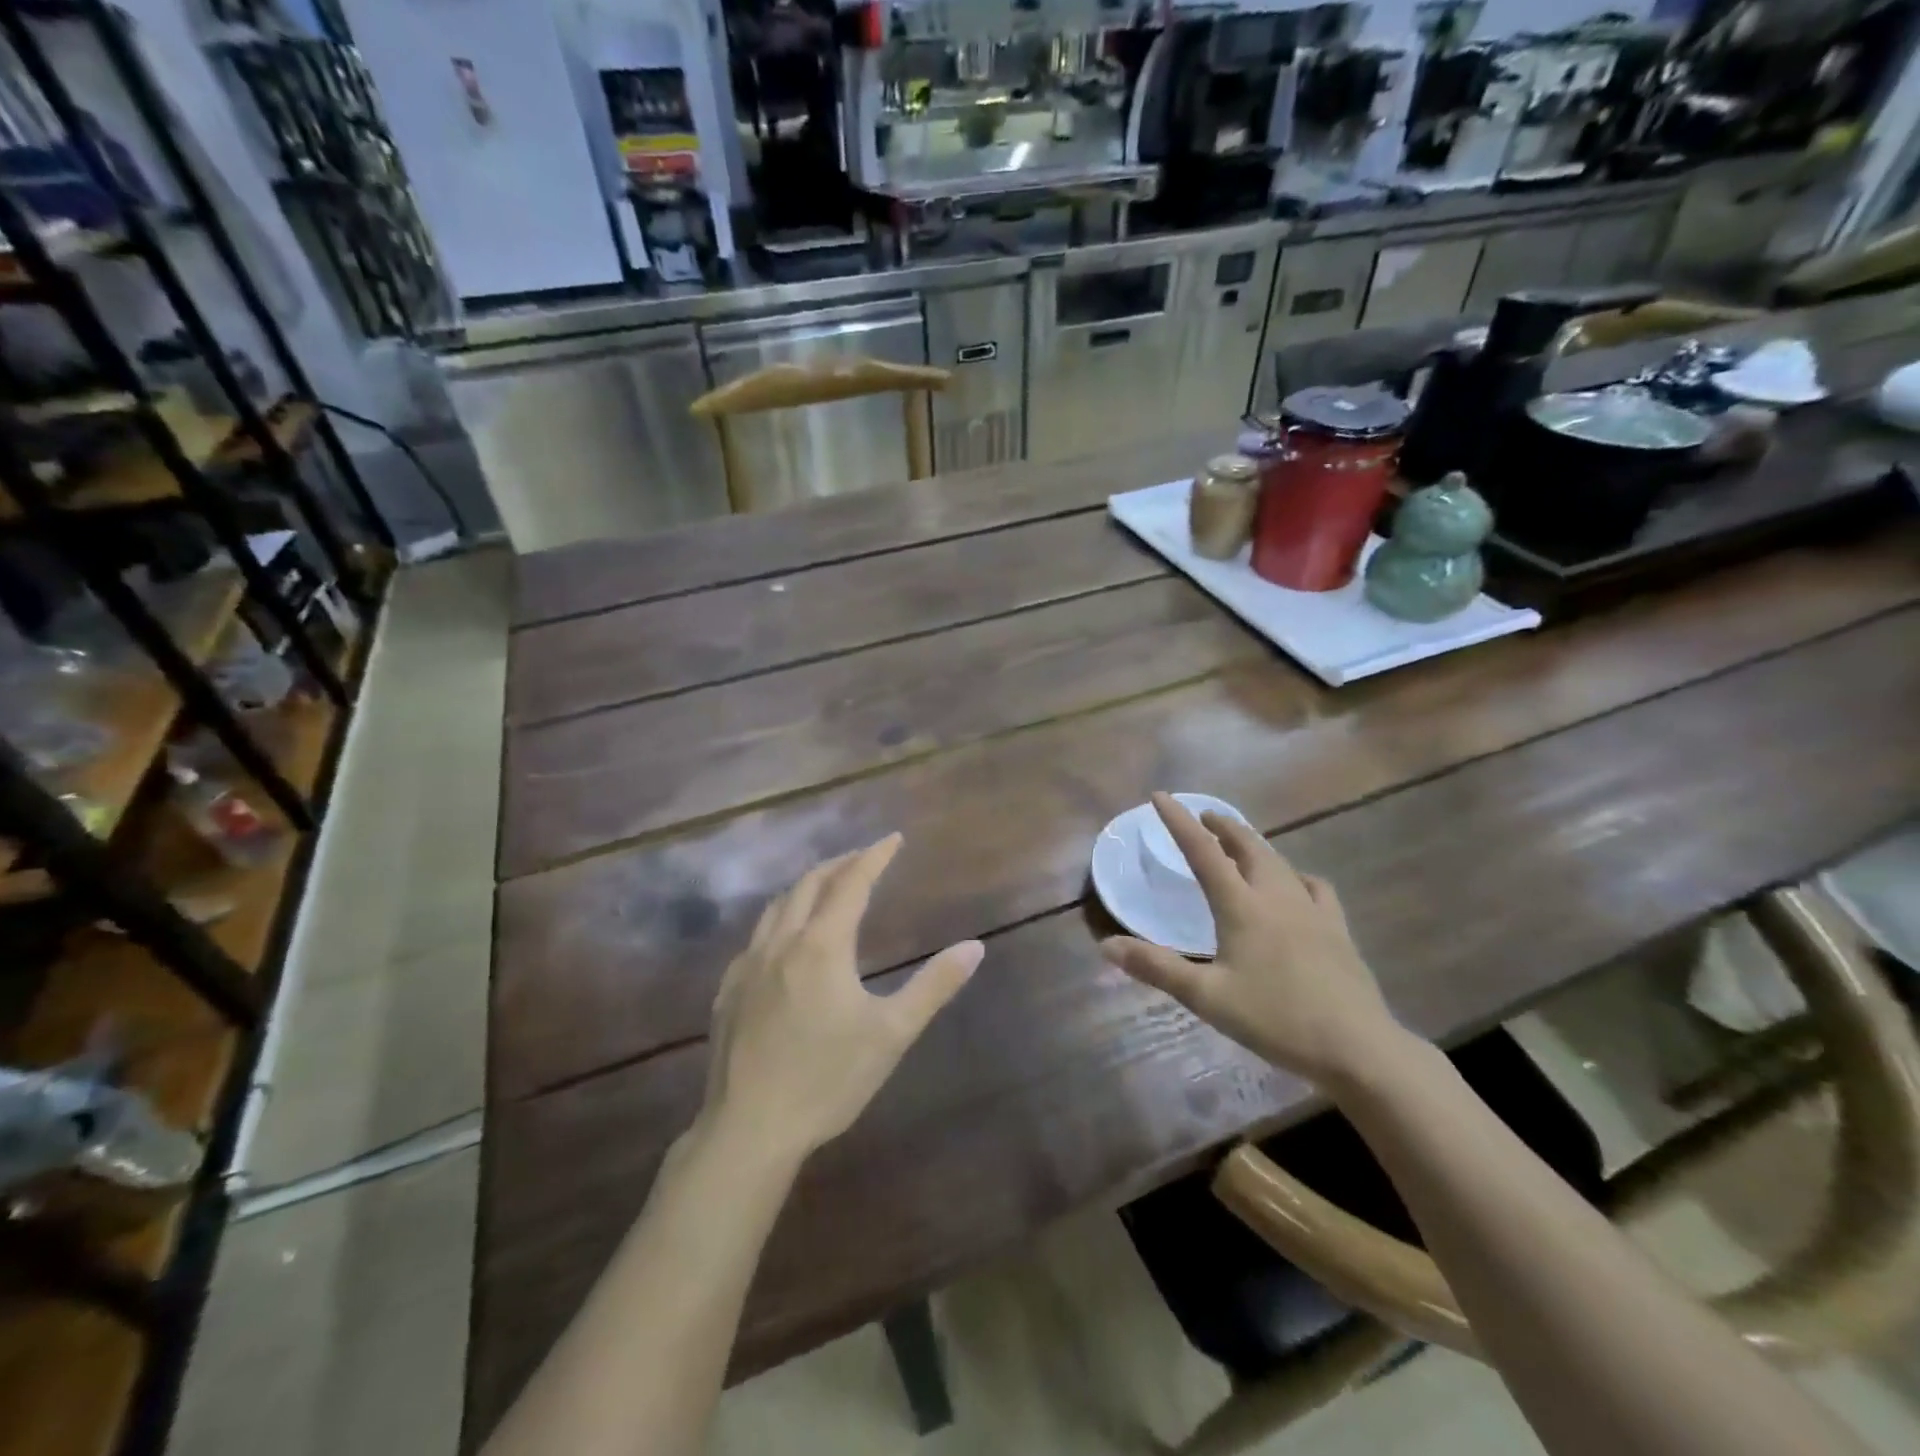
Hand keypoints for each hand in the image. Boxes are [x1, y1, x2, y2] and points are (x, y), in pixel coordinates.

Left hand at [702, 834, 983, 1161]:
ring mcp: (748, 966)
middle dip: (839, 864)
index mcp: (822, 945)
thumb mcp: (892, 1033)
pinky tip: (784, 940)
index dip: (874, 856)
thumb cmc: (828, 1079)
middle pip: (810, 884)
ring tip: (826, 885)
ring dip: (806, 886)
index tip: (893, 838)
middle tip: (863, 857)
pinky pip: (756, 937)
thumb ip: (934, 986)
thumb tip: (975, 947)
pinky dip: (779, 919)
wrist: (750, 1129)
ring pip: (777, 906)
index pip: (852, 883)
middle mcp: (782, 943)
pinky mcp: (729, 991)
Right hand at [1100, 793, 1405, 1085]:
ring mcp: (1312, 910)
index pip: (1203, 851)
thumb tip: (1107, 945)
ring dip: (1254, 845)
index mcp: (1241, 906)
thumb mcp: (1207, 997)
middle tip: (1204, 817)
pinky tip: (1296, 885)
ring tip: (1241, 844)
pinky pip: (1314, 886)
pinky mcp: (1337, 928)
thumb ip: (1157, 968)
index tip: (1161, 796)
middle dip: (1223, 826)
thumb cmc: (1275, 1019)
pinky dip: (1295, 875)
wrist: (1357, 1046)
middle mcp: (1276, 896)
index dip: (1179, 822)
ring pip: (1279, 862)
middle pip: (1247, 846)